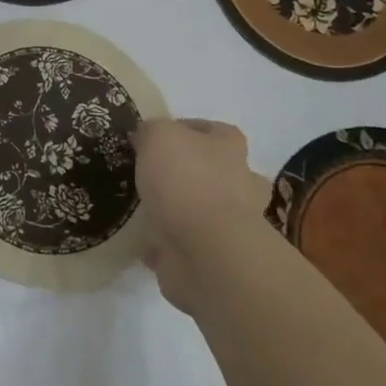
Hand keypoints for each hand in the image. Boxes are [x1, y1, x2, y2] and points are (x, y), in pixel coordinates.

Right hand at [134, 119, 270, 314]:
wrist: (205, 249)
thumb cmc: (186, 180)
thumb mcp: (158, 136)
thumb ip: (151, 131)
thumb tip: (146, 138)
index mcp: (230, 148)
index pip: (214, 130)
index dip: (186, 130)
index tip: (155, 139)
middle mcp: (240, 182)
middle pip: (216, 171)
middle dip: (190, 174)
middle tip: (154, 176)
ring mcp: (232, 223)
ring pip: (204, 209)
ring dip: (181, 211)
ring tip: (145, 209)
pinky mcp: (216, 255)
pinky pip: (189, 243)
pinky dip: (170, 243)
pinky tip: (145, 240)